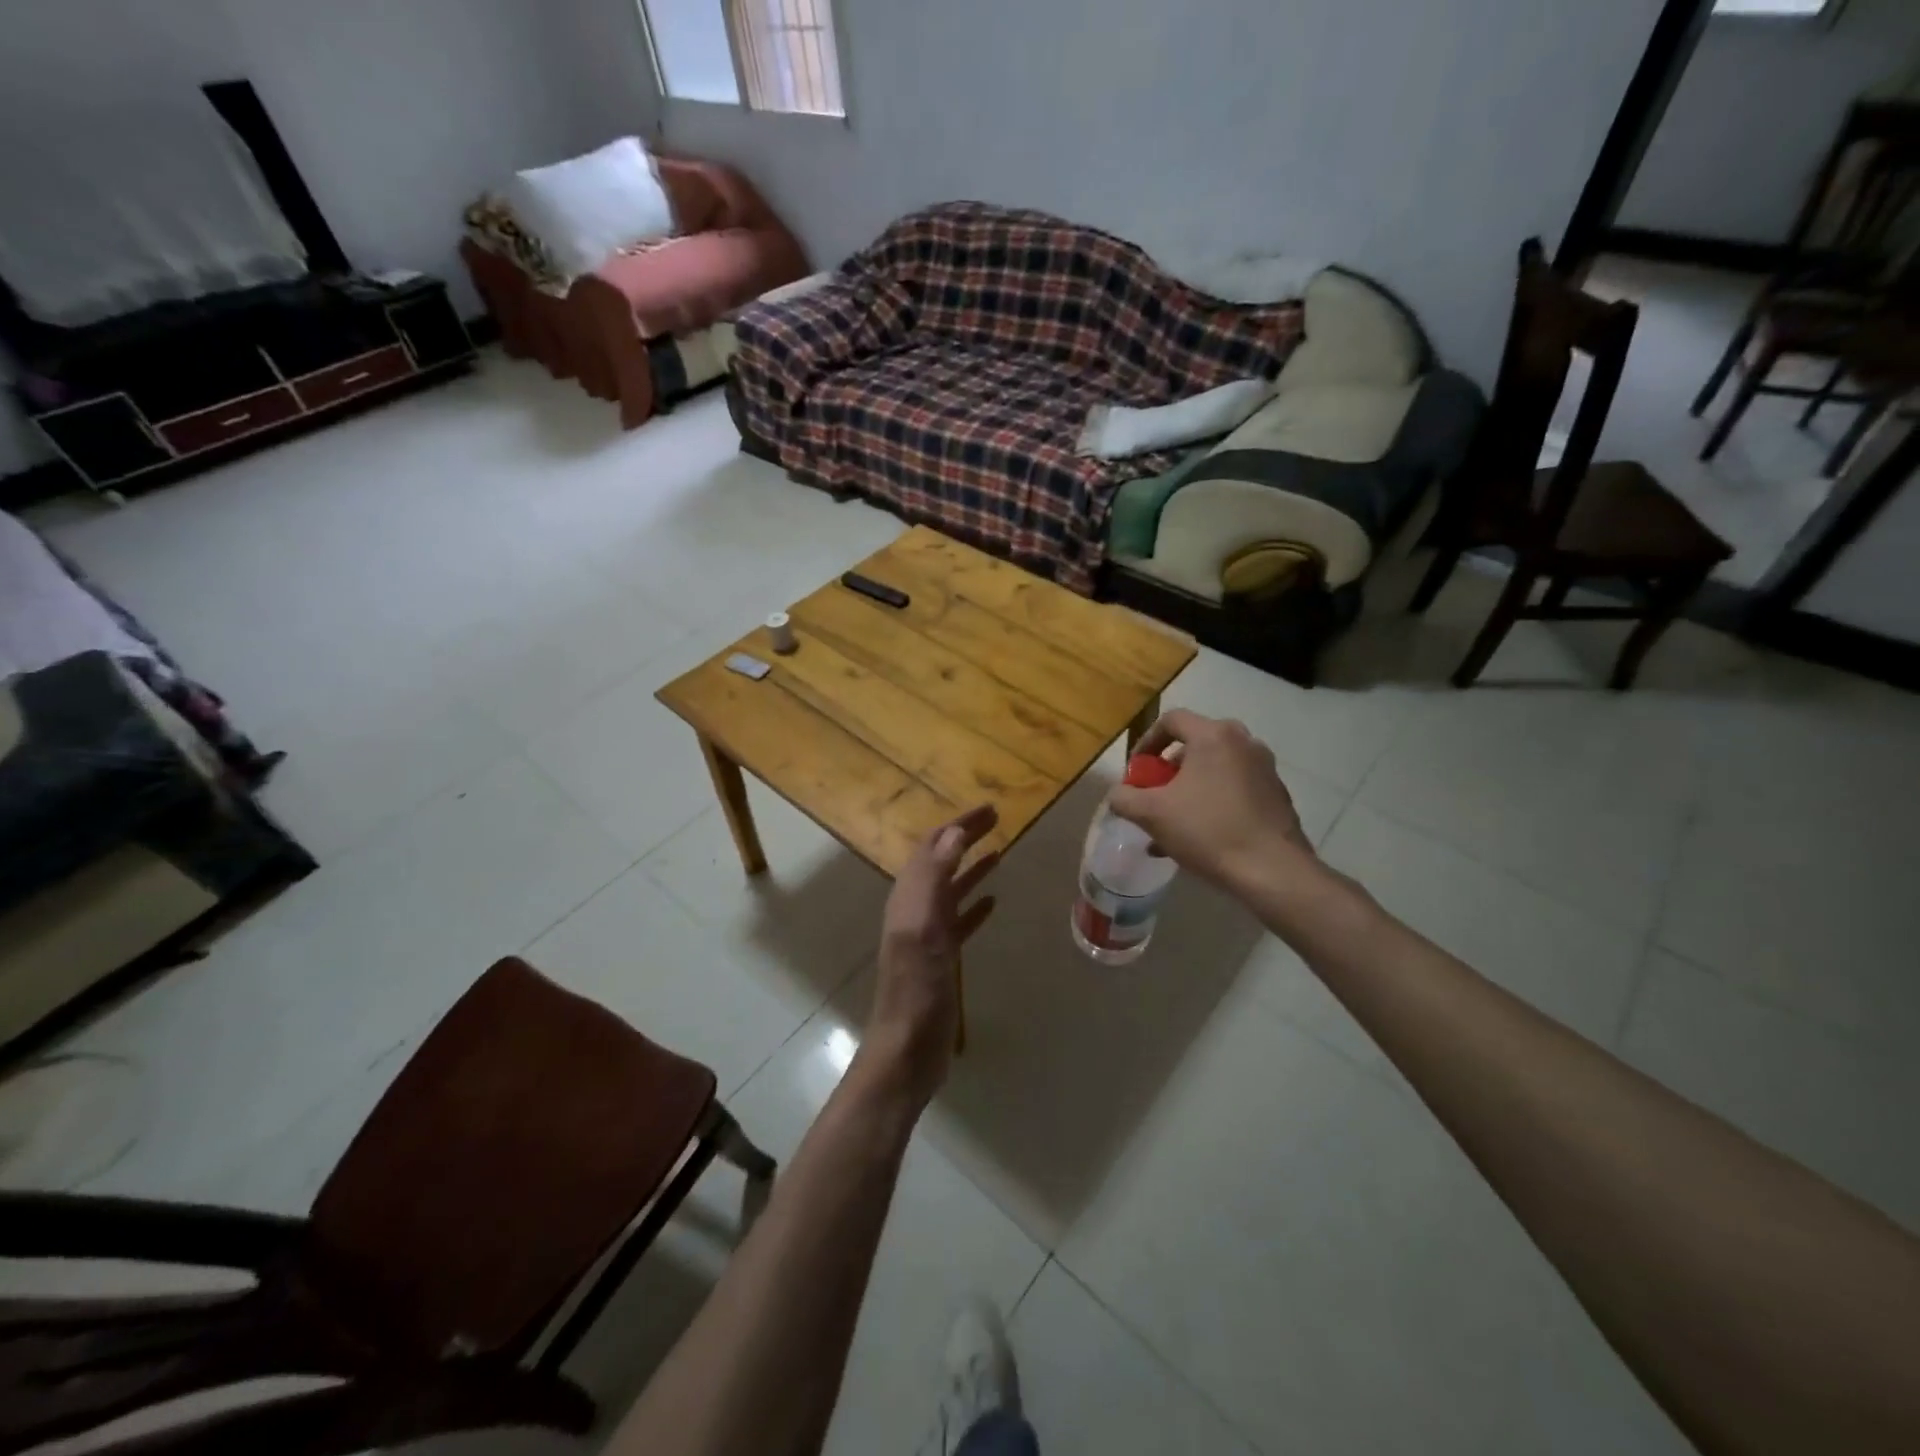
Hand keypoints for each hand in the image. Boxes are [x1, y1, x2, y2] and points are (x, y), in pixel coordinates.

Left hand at [865, 805, 999, 1103]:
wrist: (906, 1050)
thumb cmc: (916, 989)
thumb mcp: (923, 928)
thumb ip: (934, 879)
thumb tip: (952, 833)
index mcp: (909, 897)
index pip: (933, 846)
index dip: (959, 824)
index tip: (991, 808)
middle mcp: (915, 909)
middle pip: (942, 861)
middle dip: (966, 837)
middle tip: (998, 819)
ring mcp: (928, 935)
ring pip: (951, 889)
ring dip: (972, 867)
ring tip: (999, 851)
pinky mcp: (941, 959)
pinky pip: (959, 921)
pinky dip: (975, 905)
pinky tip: (993, 902)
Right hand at [1109, 710, 1314, 891]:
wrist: (1272, 870)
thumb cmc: (1208, 831)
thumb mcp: (1151, 814)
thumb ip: (1124, 798)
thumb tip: (1118, 794)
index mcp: (1214, 736)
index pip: (1171, 721)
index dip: (1146, 743)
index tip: (1136, 772)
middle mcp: (1244, 743)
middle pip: (1194, 746)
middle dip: (1167, 772)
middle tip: (1153, 796)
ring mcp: (1265, 769)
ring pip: (1214, 771)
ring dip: (1188, 791)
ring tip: (1171, 825)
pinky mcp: (1277, 795)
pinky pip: (1234, 790)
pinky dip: (1212, 804)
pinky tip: (1198, 839)